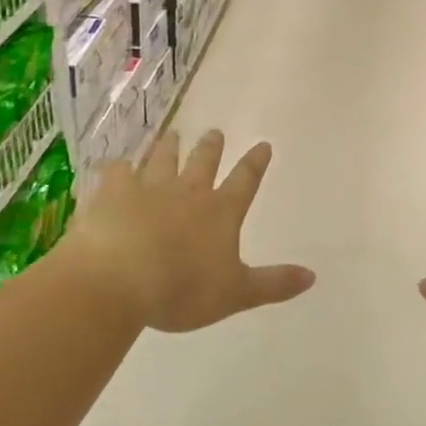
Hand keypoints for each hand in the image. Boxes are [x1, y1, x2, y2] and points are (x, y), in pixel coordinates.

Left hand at [62, 130, 315, 332]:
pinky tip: (114, 165)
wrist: (119, 279)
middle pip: (203, 162)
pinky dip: (117, 168)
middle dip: (211, 147)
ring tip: (173, 135)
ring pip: (162, 160)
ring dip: (170, 147)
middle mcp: (187, 192)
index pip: (244, 182)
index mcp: (220, 213)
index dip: (255, 164)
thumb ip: (273, 284)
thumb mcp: (236, 293)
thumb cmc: (181, 290)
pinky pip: (116, 172)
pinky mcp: (112, 193)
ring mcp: (148, 188)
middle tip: (214, 132)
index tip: (263, 145)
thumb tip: (313, 276)